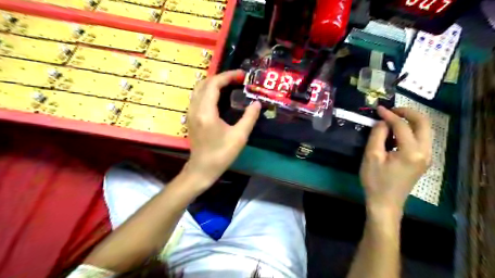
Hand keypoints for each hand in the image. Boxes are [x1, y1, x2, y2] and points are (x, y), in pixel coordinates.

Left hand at [184, 71, 260, 185]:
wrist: (202, 168)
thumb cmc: (221, 154)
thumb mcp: (239, 137)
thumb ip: (249, 118)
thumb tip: (257, 103)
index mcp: (206, 112)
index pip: (214, 84)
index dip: (228, 76)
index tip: (242, 75)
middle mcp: (195, 108)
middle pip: (205, 83)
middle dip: (222, 77)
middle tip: (237, 79)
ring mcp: (190, 113)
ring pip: (199, 88)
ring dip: (214, 83)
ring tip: (229, 84)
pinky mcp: (190, 117)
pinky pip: (197, 96)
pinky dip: (208, 90)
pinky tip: (219, 96)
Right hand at [362, 106, 431, 217]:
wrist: (385, 203)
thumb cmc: (375, 181)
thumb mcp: (371, 156)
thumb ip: (377, 135)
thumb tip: (382, 122)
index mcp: (411, 151)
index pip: (403, 125)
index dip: (390, 115)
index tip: (378, 109)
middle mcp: (425, 152)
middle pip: (424, 123)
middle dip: (408, 112)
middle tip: (391, 110)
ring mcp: (426, 157)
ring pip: (425, 130)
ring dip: (410, 121)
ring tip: (392, 119)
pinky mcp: (422, 161)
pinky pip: (421, 139)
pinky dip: (411, 131)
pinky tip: (396, 133)